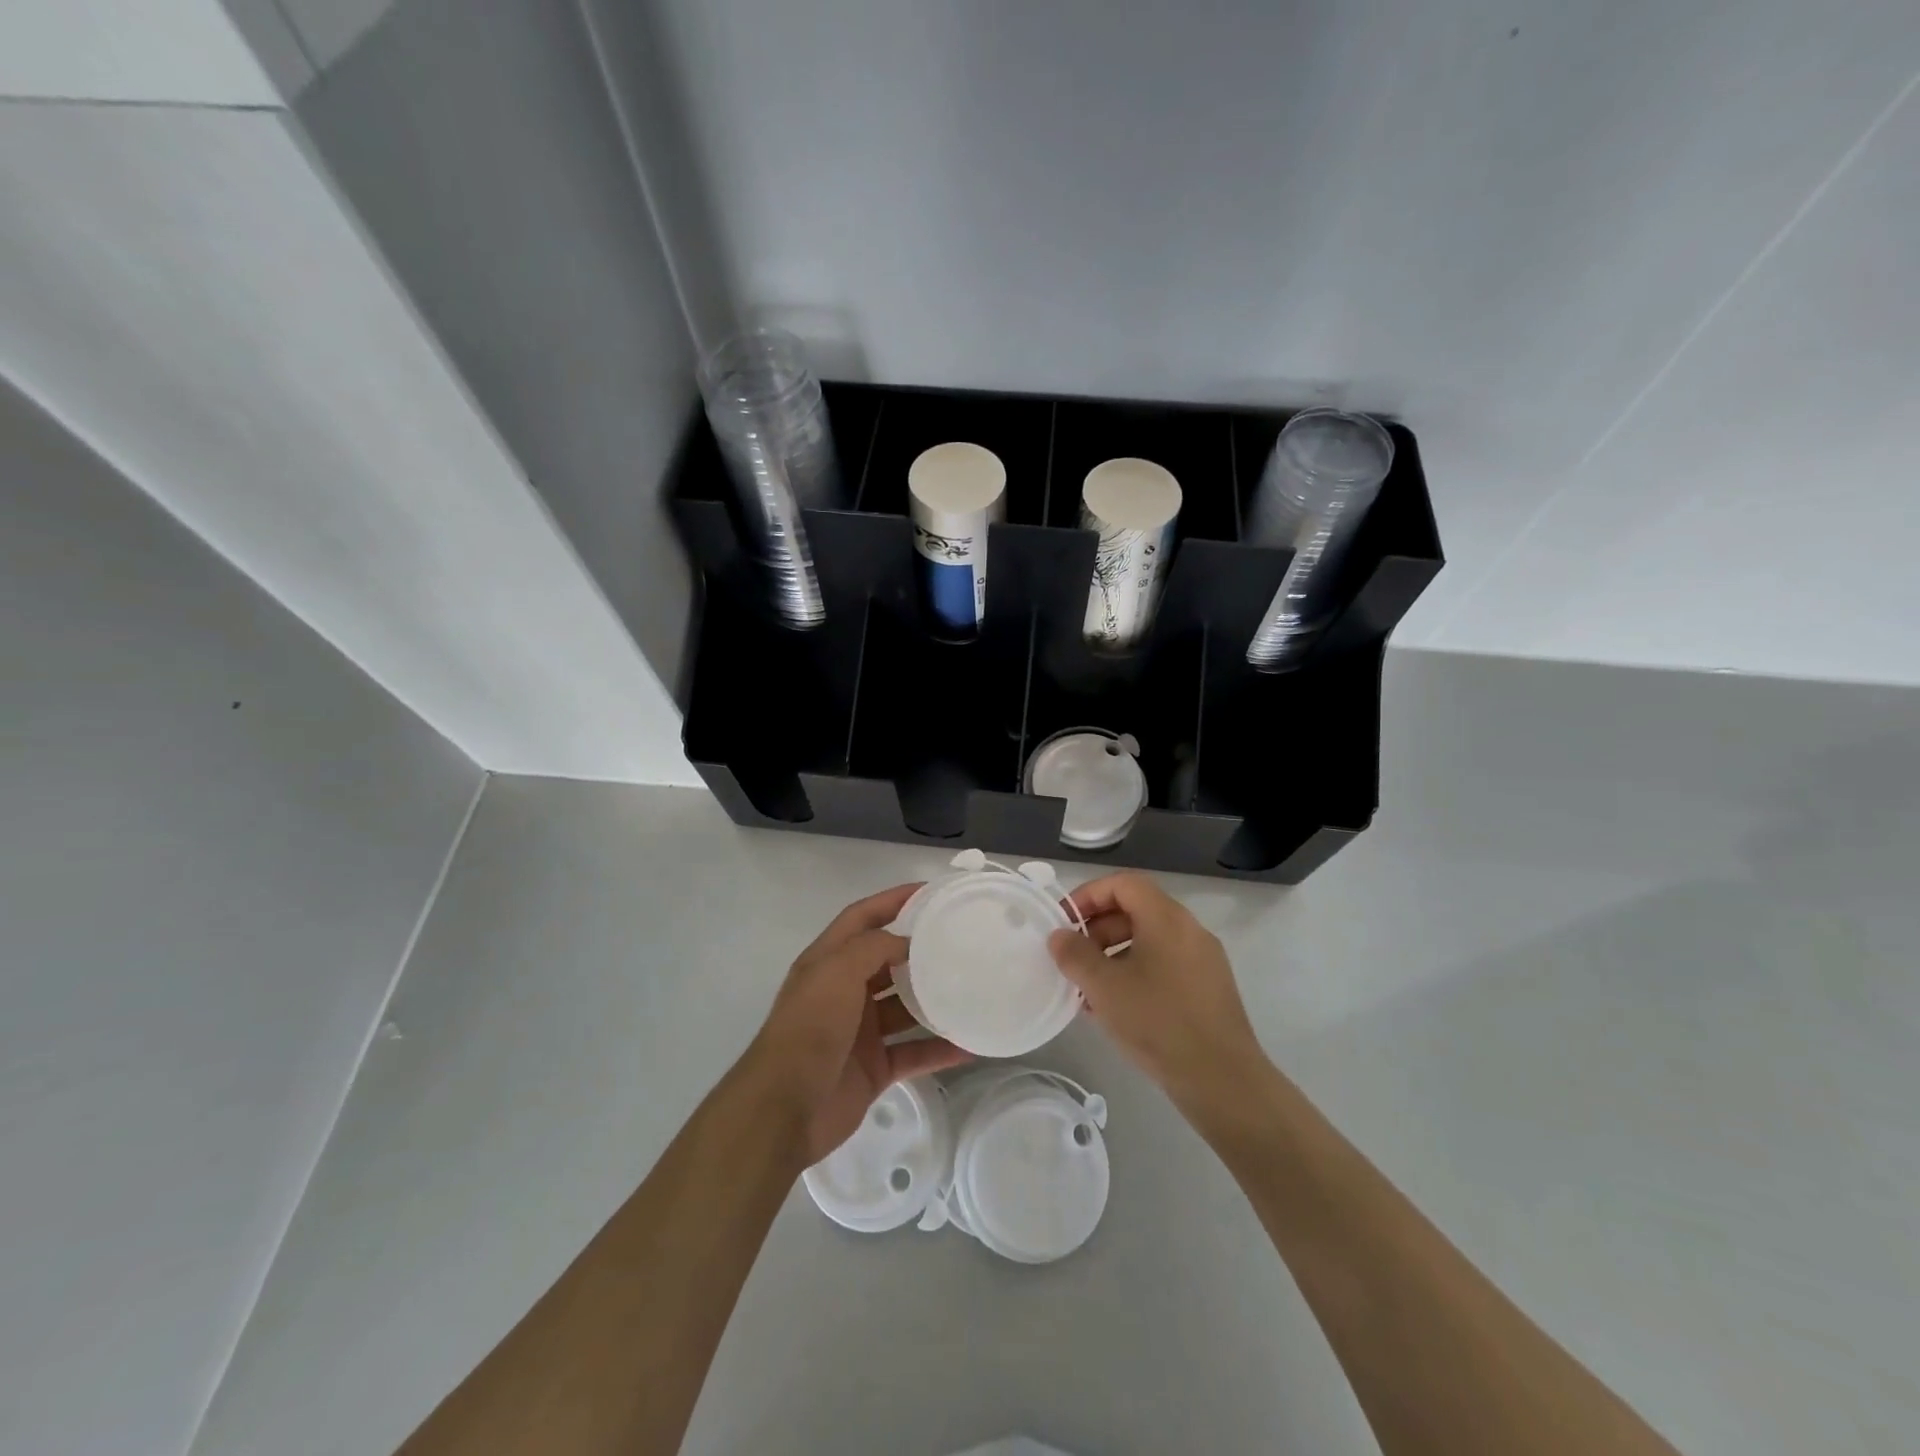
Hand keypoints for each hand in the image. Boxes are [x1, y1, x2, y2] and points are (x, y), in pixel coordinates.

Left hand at [744, 883, 970, 1164]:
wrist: (785, 1108)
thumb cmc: (809, 1028)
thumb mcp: (837, 972)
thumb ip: (874, 947)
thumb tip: (909, 942)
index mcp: (828, 962)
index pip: (862, 917)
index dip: (892, 900)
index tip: (930, 891)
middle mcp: (844, 991)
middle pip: (886, 961)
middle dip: (919, 949)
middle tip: (961, 940)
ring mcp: (860, 1031)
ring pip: (904, 1008)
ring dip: (933, 999)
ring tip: (972, 987)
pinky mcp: (874, 1068)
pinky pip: (913, 1052)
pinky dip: (938, 1049)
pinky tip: (968, 1044)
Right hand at [1049, 872, 1269, 1109]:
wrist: (1222, 1080)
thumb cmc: (1158, 1022)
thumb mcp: (1104, 986)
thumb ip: (1075, 954)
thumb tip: (1059, 936)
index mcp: (1166, 918)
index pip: (1122, 884)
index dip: (1088, 896)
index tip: (1064, 923)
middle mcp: (1189, 929)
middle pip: (1136, 909)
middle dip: (1098, 928)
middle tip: (1073, 958)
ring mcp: (1203, 959)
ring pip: (1149, 940)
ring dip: (1113, 954)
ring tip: (1088, 988)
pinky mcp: (1208, 988)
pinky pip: (1164, 964)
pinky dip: (1135, 973)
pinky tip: (1117, 1008)